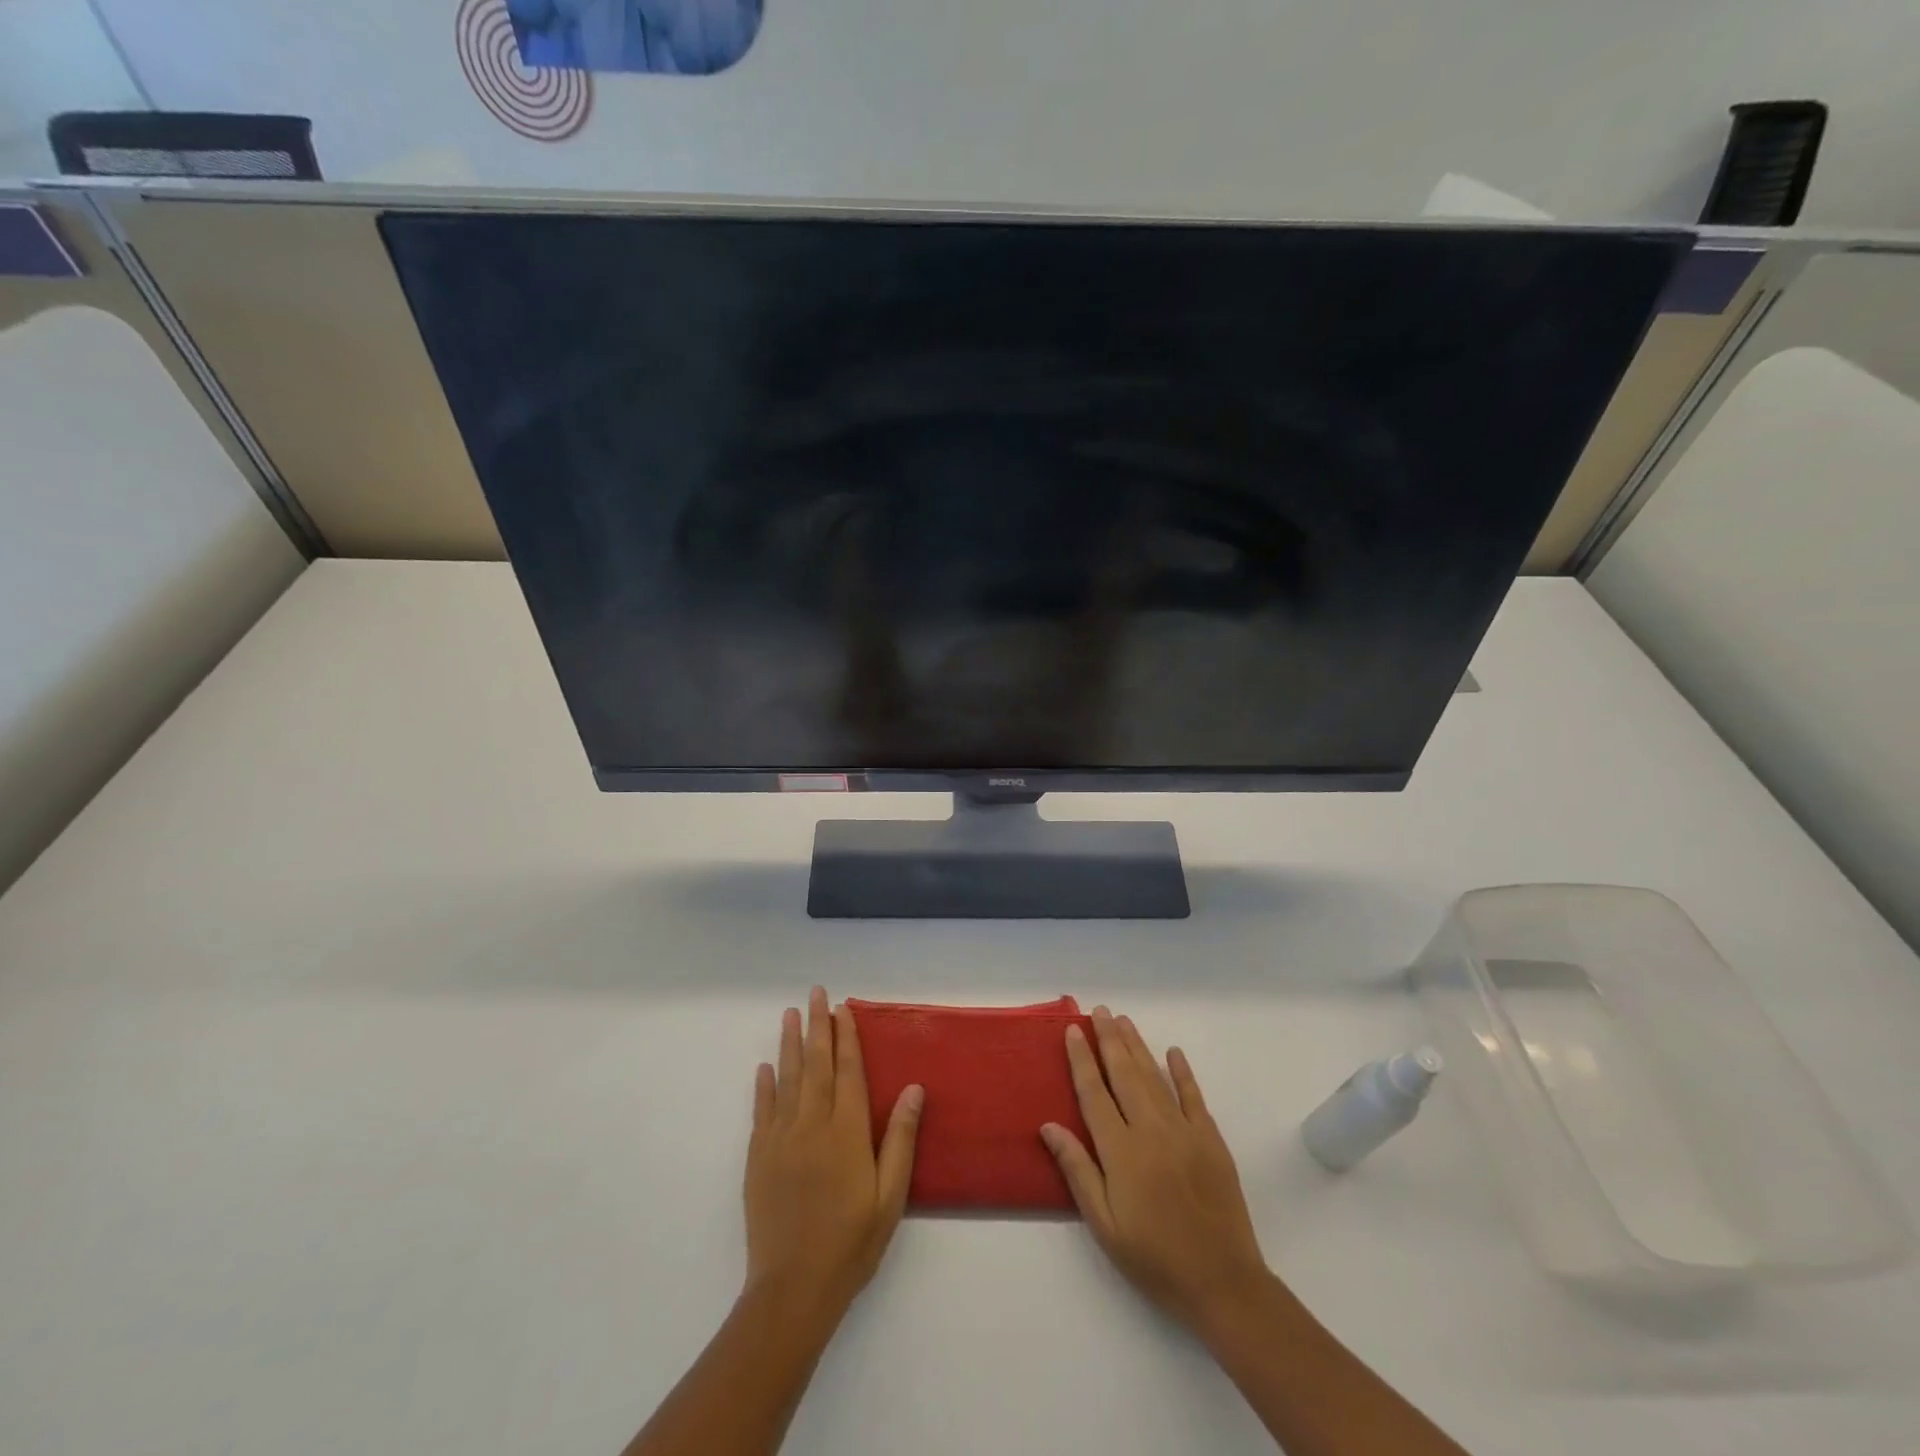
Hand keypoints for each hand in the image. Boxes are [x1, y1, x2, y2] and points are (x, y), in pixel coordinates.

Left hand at [743, 987, 923, 1318]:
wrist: (793, 1288)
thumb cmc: (851, 1242)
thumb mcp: (890, 1196)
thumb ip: (900, 1139)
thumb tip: (913, 1088)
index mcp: (846, 1132)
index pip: (848, 1071)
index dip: (847, 1037)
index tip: (844, 1008)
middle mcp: (812, 1125)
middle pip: (816, 1064)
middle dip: (817, 1026)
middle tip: (816, 993)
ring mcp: (780, 1139)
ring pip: (787, 1079)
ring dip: (790, 1044)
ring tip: (790, 1014)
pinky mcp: (758, 1158)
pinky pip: (761, 1111)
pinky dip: (763, 1085)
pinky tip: (765, 1067)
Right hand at [1041, 1006, 1270, 1335]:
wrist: (1222, 1282)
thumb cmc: (1154, 1259)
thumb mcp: (1105, 1225)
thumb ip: (1077, 1171)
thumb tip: (1048, 1126)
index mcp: (1121, 1151)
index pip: (1094, 1093)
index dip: (1081, 1060)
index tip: (1072, 1031)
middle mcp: (1151, 1130)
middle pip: (1124, 1074)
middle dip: (1109, 1039)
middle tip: (1099, 1010)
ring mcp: (1184, 1131)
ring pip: (1155, 1077)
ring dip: (1137, 1046)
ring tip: (1123, 1021)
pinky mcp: (1211, 1140)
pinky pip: (1194, 1096)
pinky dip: (1182, 1072)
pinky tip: (1173, 1052)